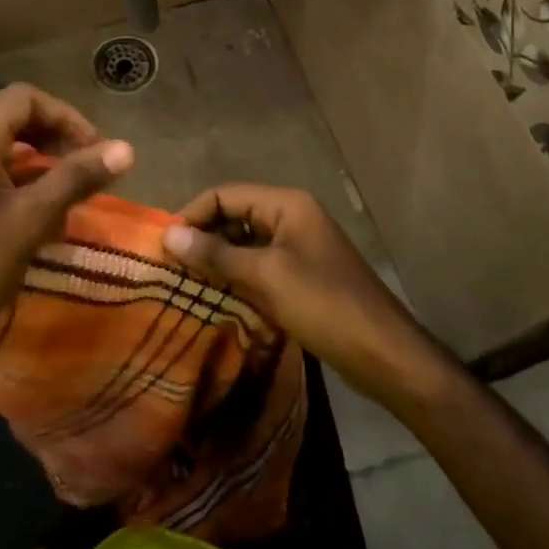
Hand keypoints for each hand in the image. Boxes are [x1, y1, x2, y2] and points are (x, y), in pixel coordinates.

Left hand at [0, 84, 133, 379]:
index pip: (25, 98)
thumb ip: (77, 176)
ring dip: (29, 156)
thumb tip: (126, 149)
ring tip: (60, 188)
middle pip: (6, 115)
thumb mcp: (31, 220)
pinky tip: (24, 205)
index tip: (95, 151)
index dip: (67, 118)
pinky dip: (2, 171)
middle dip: (50, 136)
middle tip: (82, 166)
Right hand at [162, 185, 443, 411]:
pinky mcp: (301, 274)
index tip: (163, 246)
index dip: (192, 215)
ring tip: (186, 285)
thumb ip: (216, 254)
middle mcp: (292, 216)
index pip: (224, 194)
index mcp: (286, 204)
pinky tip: (216, 298)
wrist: (384, 354)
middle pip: (234, 216)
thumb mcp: (265, 277)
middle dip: (203, 238)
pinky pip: (259, 266)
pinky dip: (236, 277)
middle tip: (170, 268)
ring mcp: (298, 246)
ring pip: (244, 243)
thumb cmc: (324, 305)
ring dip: (217, 260)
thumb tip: (169, 235)